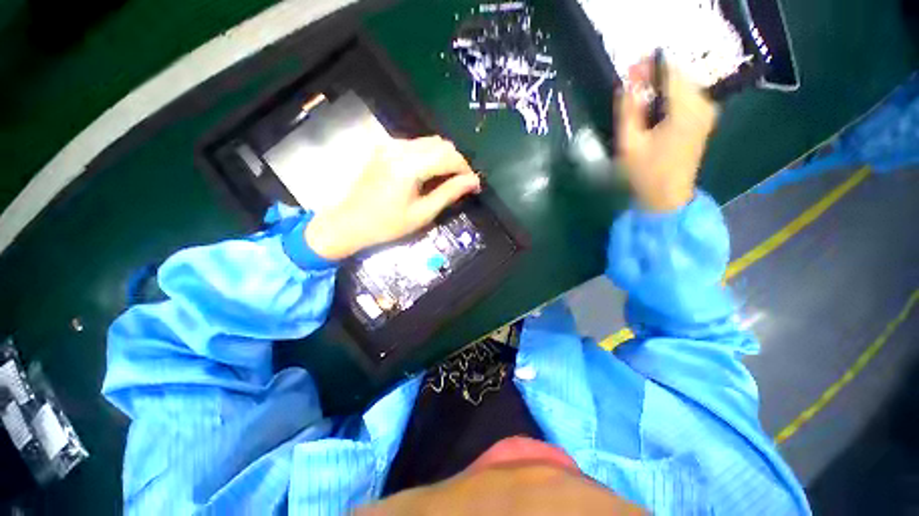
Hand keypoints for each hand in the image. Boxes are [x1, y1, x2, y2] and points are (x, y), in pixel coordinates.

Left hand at [305, 136, 480, 259]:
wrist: (350, 222)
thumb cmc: (387, 224)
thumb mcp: (422, 213)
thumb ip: (449, 193)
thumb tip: (473, 182)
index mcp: (408, 166)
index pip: (448, 157)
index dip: (466, 169)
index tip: (474, 185)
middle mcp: (399, 148)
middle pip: (441, 144)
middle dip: (456, 162)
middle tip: (460, 184)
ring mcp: (390, 145)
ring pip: (430, 142)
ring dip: (443, 158)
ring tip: (446, 180)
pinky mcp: (385, 147)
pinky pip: (416, 145)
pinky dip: (429, 156)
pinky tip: (428, 174)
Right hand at [616, 60, 718, 211]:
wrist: (667, 197)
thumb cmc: (646, 173)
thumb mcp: (629, 142)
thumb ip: (628, 110)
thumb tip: (626, 84)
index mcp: (686, 109)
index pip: (670, 72)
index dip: (648, 68)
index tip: (629, 73)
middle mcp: (703, 105)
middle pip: (678, 77)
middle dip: (653, 78)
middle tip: (629, 89)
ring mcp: (706, 112)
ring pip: (681, 87)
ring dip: (659, 89)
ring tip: (637, 101)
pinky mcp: (703, 120)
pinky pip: (685, 99)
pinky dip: (667, 99)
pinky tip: (652, 112)